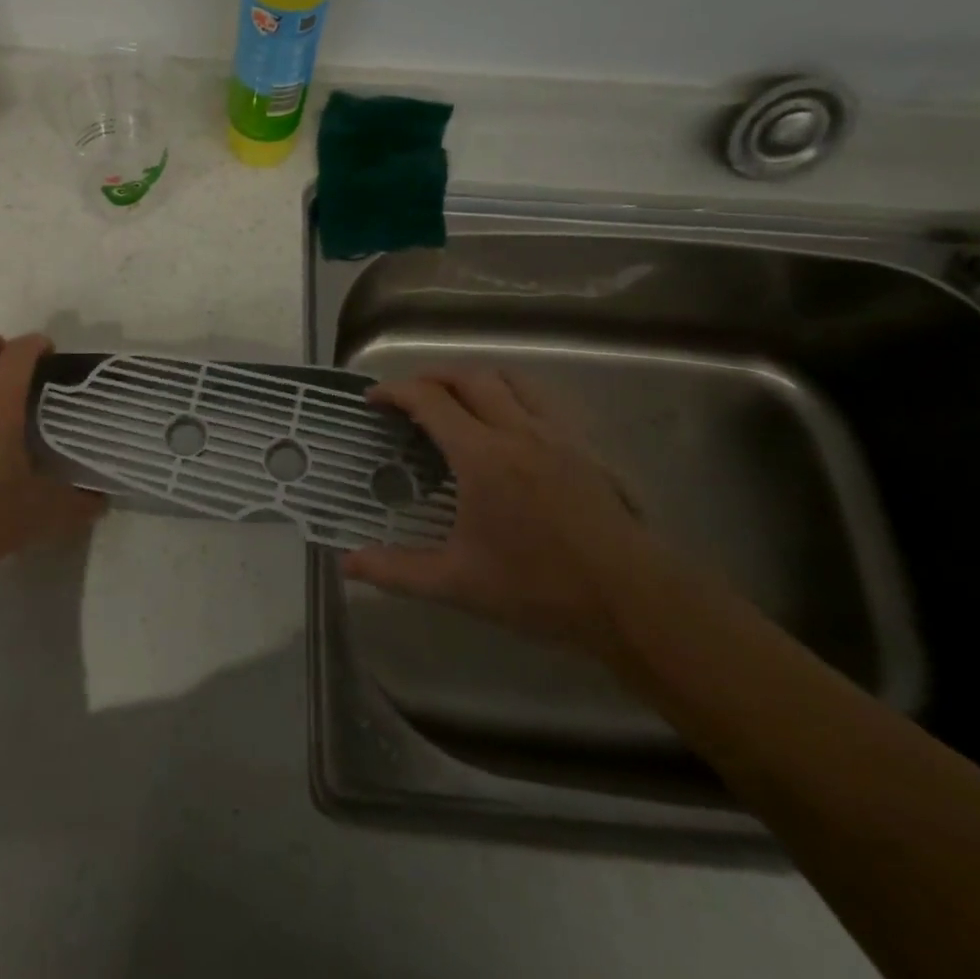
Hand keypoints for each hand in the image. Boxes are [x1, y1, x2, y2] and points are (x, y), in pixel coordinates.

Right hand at [342, 367, 655, 651]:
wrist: (633, 601)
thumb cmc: (539, 588)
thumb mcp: (458, 584)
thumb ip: (396, 570)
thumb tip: (346, 562)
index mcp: (481, 456)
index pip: (429, 401)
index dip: (395, 391)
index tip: (373, 399)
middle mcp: (517, 431)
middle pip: (469, 377)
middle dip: (432, 377)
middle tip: (409, 397)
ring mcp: (555, 435)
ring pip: (511, 379)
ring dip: (475, 378)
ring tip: (456, 398)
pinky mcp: (583, 447)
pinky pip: (541, 400)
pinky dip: (512, 394)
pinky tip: (508, 424)